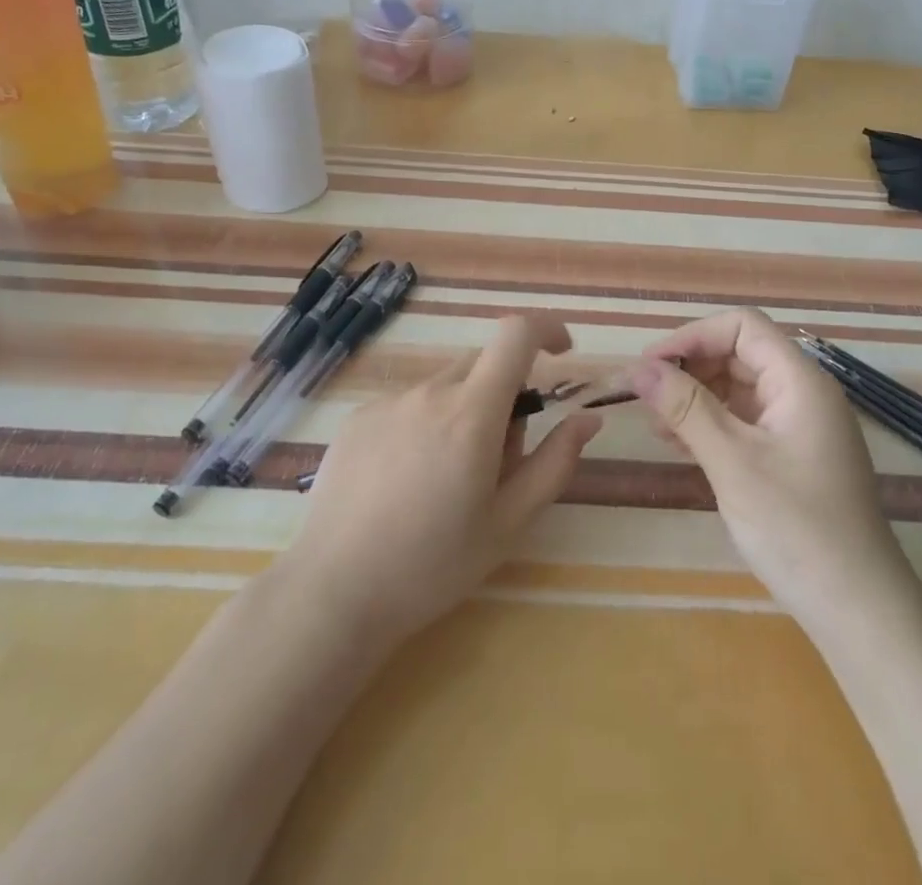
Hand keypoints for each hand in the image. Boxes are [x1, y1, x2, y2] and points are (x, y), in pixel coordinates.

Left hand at [279, 314, 600, 646]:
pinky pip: (408, 404)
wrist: (334, 592)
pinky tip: (404, 482)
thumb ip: (555, 462)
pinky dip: (424, 425)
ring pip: (445, 387)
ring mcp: (388, 402)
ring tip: (444, 480)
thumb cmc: (433, 565)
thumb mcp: (509, 522)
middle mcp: (429, 392)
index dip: (546, 329)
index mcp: (472, 413)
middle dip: (504, 395)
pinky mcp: (358, 418)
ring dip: (462, 413)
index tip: (562, 353)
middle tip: (497, 460)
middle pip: (482, 366)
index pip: (515, 335)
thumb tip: (587, 418)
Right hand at [631, 308, 914, 630]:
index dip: (693, 336)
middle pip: (738, 354)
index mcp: (799, 381)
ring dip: (695, 397)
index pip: (742, 326)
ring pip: (738, 387)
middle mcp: (802, 393)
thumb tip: (639, 368)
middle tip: (646, 399)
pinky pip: (745, 420)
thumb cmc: (797, 529)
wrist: (859, 611)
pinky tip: (681, 445)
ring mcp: (799, 425)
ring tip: (657, 425)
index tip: (650, 365)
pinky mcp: (792, 455)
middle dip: (690, 368)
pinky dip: (711, 424)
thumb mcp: (733, 463)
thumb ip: (686, 409)